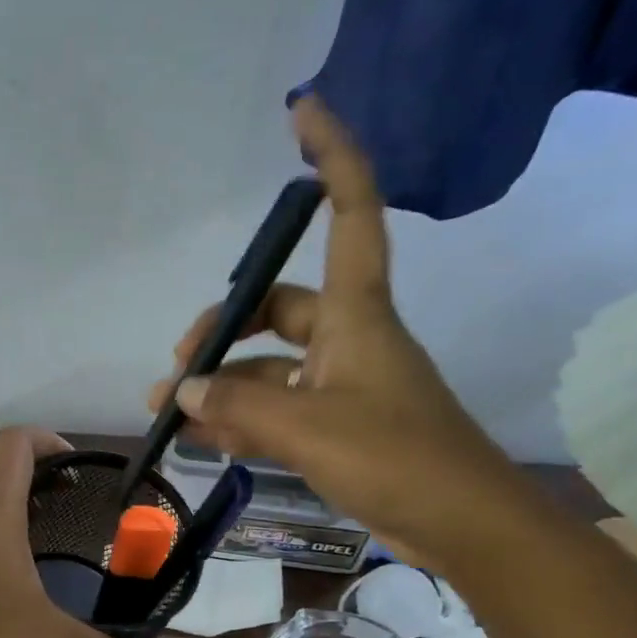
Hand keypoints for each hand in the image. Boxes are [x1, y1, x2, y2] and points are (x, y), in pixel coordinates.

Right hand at [148, 97, 536, 574]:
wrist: (465, 528)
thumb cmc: (398, 459)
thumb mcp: (309, 428)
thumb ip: (240, 404)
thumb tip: (184, 388)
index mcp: (355, 314)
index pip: (349, 212)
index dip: (331, 156)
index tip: (303, 109)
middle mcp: (348, 339)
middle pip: (277, 310)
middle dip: (223, 331)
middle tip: (178, 368)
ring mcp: (342, 386)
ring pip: (270, 370)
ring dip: (223, 387)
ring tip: (171, 414)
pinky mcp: (338, 428)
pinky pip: (278, 411)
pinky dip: (241, 421)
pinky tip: (204, 439)